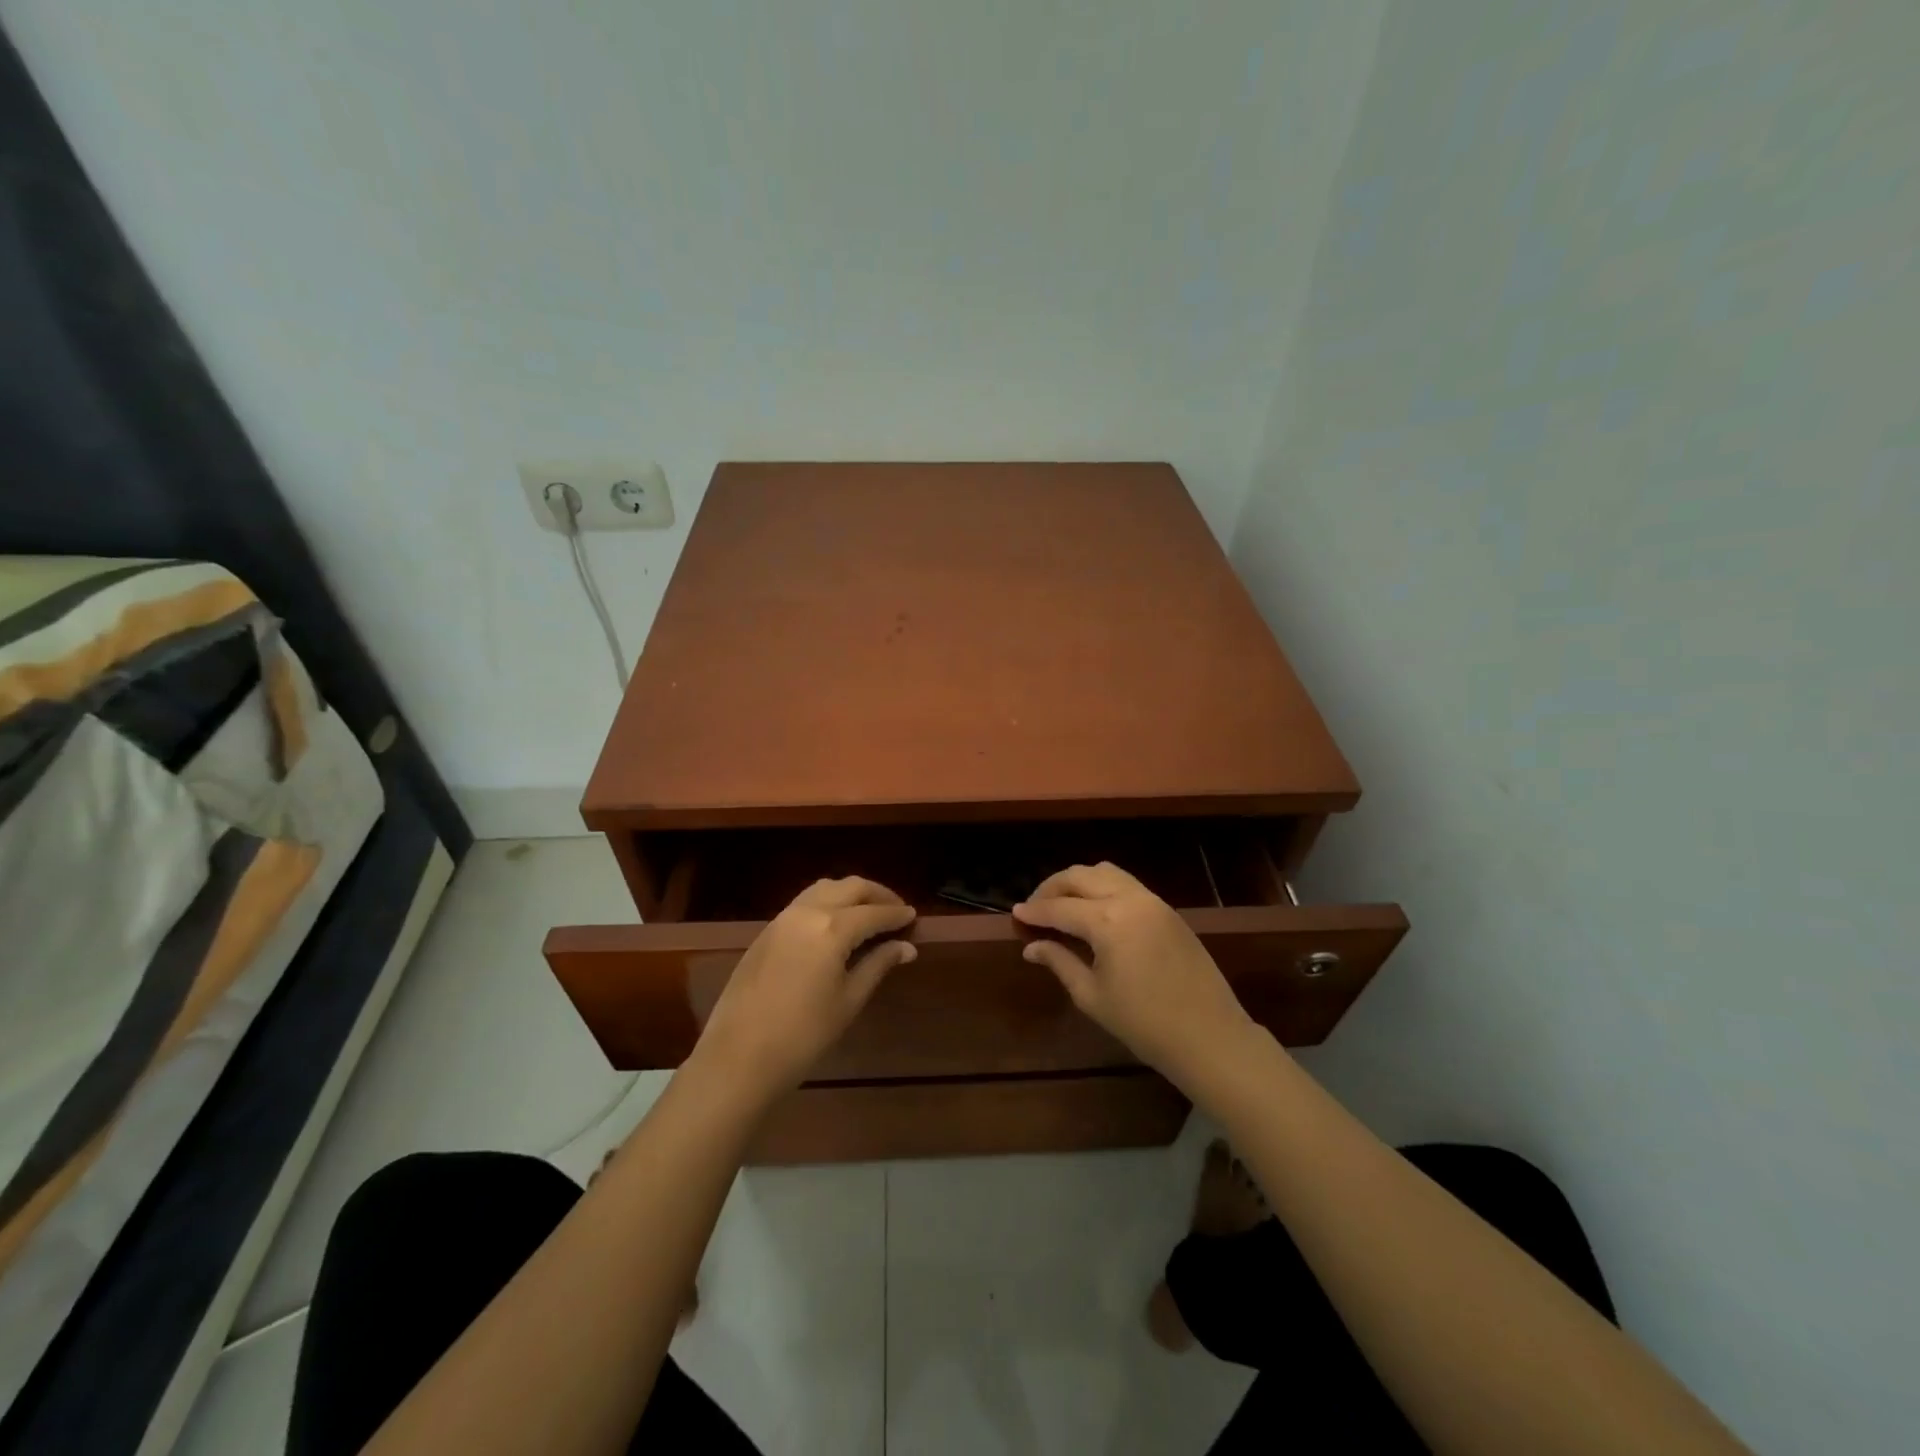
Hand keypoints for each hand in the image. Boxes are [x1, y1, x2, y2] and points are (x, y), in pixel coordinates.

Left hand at [692, 877, 915, 1103]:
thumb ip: (877, 965)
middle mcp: (808, 912)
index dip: (897, 914)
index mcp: (832, 928)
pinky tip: (836, 924)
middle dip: (877, 894)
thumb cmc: (803, 1035)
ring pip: (824, 888)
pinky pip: (804, 902)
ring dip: (850, 893)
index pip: (874, 912)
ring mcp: (783, 918)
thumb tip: (906, 947)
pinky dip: (827, 902)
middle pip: (850, 887)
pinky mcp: (767, 931)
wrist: (738, 1057)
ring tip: (868, 912)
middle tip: (896, 909)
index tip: (914, 917)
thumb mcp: (848, 1001)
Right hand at [1014, 862, 1259, 1091]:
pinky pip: (1127, 884)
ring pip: (1106, 872)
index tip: (1014, 914)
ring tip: (1063, 905)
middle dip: (1052, 888)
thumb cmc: (1144, 1024)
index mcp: (1107, 921)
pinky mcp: (1168, 910)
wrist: (1209, 1036)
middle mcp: (1129, 899)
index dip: (1034, 911)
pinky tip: (1094, 911)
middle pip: (1080, 876)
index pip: (1059, 908)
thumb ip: (1060, 962)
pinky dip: (1103, 888)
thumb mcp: (1092, 996)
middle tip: (1035, 908)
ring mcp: (1152, 901)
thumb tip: (1032, 946)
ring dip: (1079, 882)